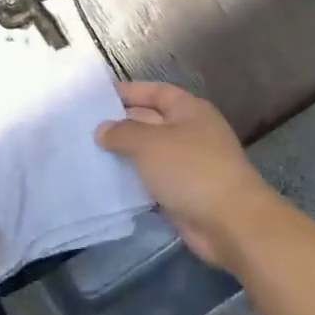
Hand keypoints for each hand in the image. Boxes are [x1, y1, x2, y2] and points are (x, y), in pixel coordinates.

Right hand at [95, 82, 277, 270]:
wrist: (230, 223)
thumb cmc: (190, 170)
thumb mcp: (149, 143)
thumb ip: (121, 132)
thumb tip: (102, 130)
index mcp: (189, 111)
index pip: (156, 92)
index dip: (129, 92)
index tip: (97, 98)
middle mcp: (191, 133)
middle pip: (151, 121)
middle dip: (121, 124)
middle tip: (84, 128)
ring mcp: (189, 164)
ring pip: (150, 153)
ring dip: (125, 154)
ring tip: (90, 153)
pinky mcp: (184, 192)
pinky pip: (153, 180)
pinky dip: (134, 179)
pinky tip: (108, 181)